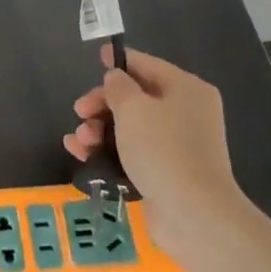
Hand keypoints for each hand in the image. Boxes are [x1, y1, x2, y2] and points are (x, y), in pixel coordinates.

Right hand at [63, 45, 250, 246]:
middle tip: (79, 112)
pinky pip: (130, 152)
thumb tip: (116, 80)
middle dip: (102, 104)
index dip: (119, 61)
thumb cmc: (162, 149)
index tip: (96, 59)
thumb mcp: (133, 108)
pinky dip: (107, 151)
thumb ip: (118, 87)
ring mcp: (177, 144)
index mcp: (186, 89)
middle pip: (135, 98)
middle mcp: (185, 113)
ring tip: (78, 142)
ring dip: (98, 130)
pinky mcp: (165, 171)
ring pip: (129, 127)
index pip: (147, 65)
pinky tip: (82, 155)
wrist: (191, 212)